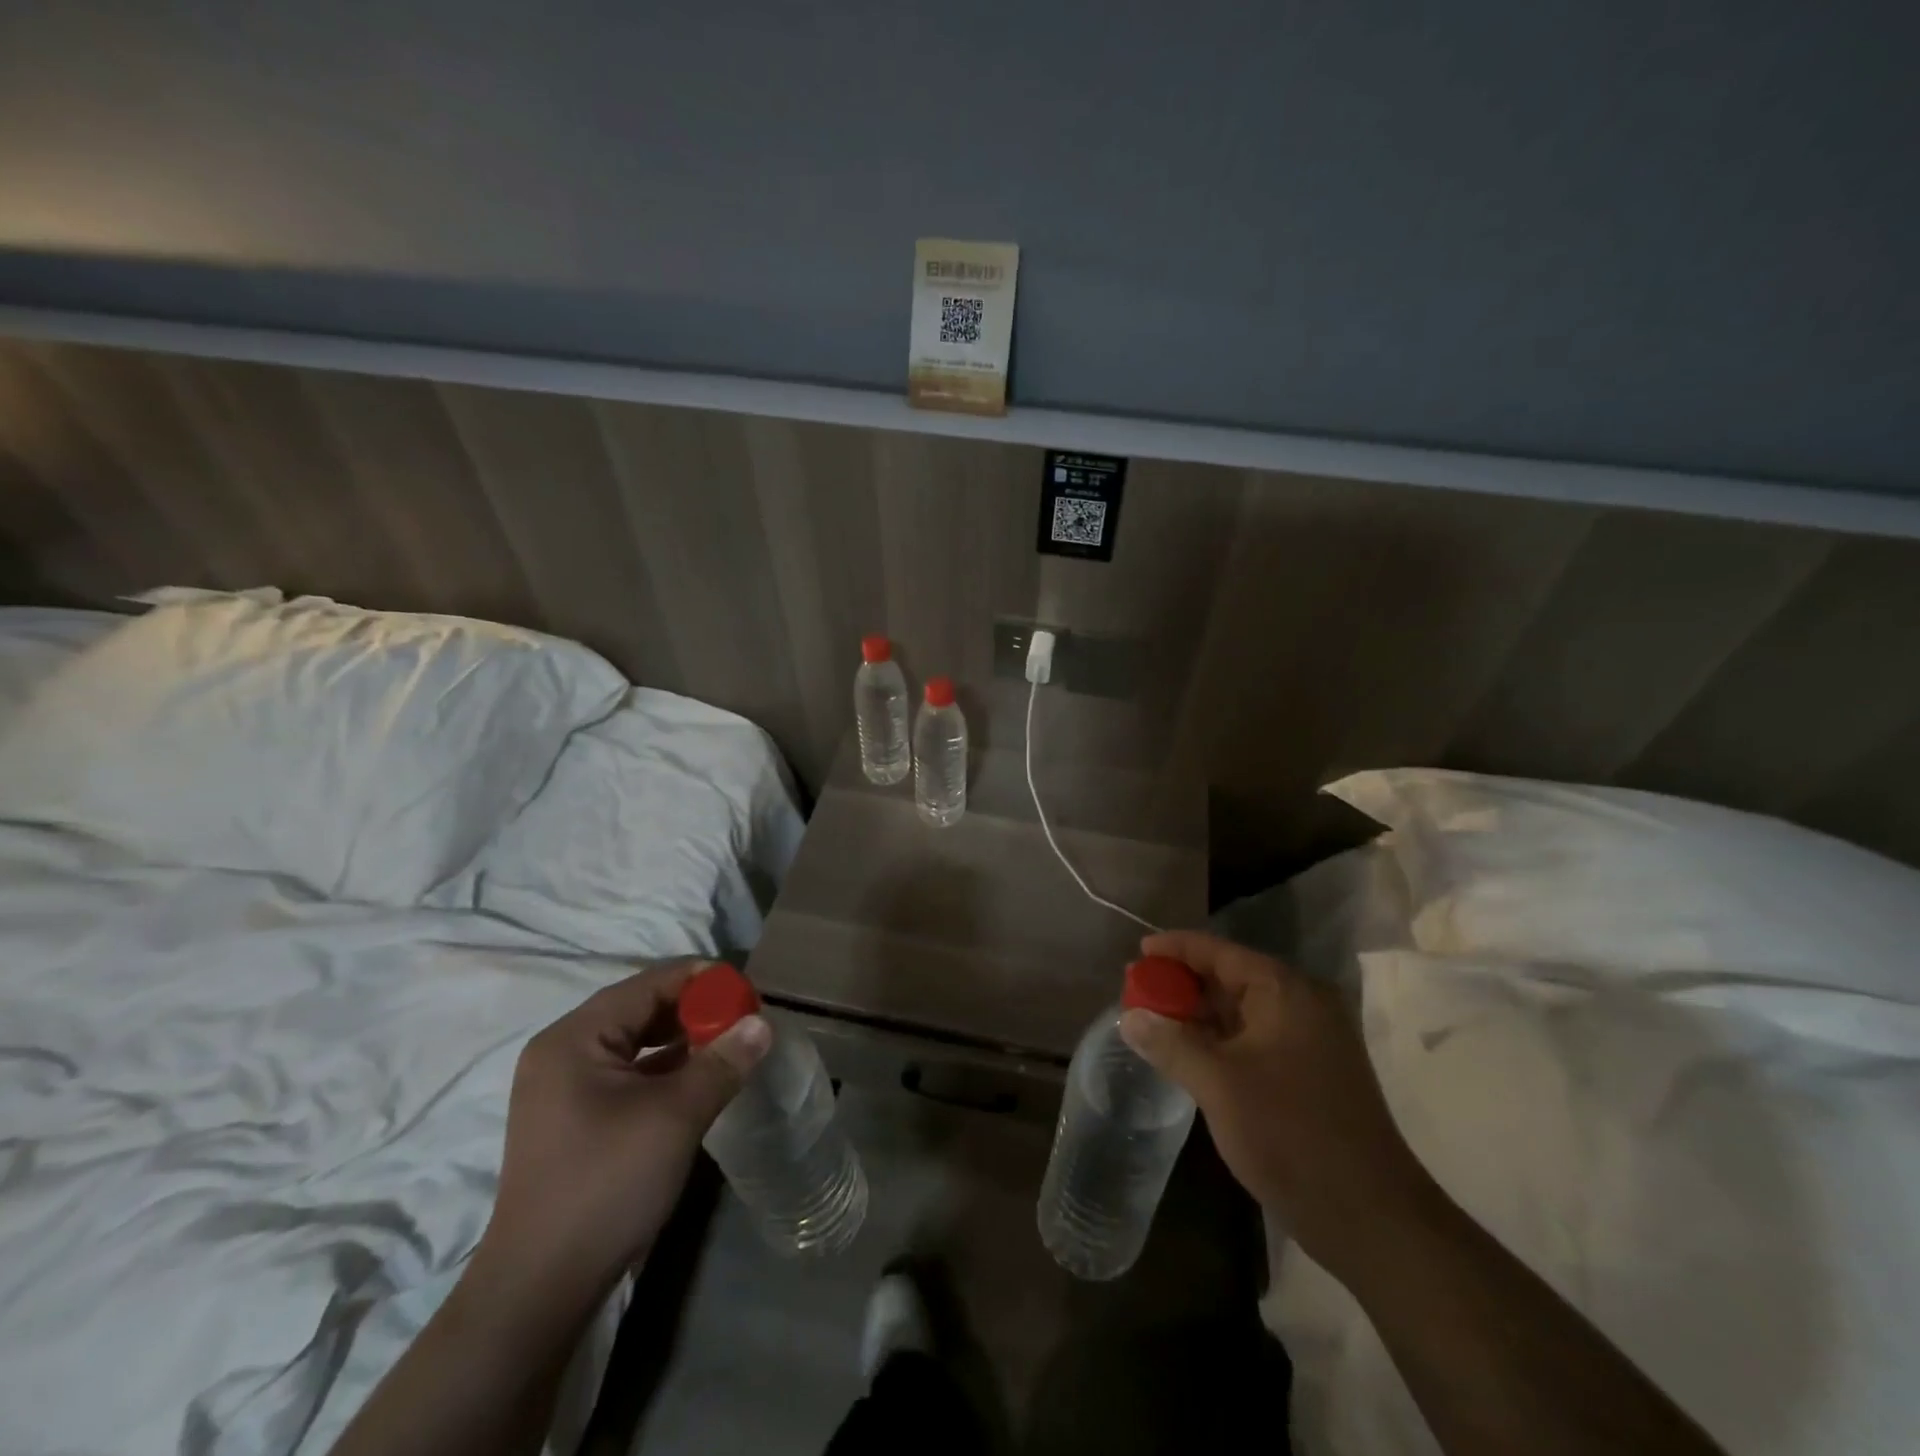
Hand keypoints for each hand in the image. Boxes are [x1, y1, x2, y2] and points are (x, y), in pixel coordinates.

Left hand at [477, 961, 769, 1298]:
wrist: (541, 1289)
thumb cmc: (606, 1185)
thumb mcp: (674, 1116)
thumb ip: (721, 1062)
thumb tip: (763, 1023)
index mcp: (575, 1038)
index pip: (648, 984)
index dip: (702, 981)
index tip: (748, 992)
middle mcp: (564, 1051)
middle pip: (641, 1008)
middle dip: (695, 1009)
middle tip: (745, 1018)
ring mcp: (566, 1087)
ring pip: (637, 1042)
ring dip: (684, 1039)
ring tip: (731, 1043)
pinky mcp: (576, 1118)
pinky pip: (629, 1072)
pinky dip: (666, 1068)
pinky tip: (702, 1077)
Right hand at [1119, 930, 1435, 1275]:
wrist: (1371, 1219)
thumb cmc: (1291, 1136)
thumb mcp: (1218, 1084)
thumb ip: (1170, 1044)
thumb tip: (1128, 1017)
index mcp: (1285, 991)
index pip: (1219, 951)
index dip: (1175, 948)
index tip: (1137, 952)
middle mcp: (1300, 1005)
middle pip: (1229, 977)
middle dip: (1181, 983)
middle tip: (1136, 991)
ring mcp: (1307, 1041)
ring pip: (1239, 1012)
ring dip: (1196, 1015)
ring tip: (1150, 1021)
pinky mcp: (1306, 1074)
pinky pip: (1251, 1040)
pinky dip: (1216, 1041)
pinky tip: (1184, 1053)